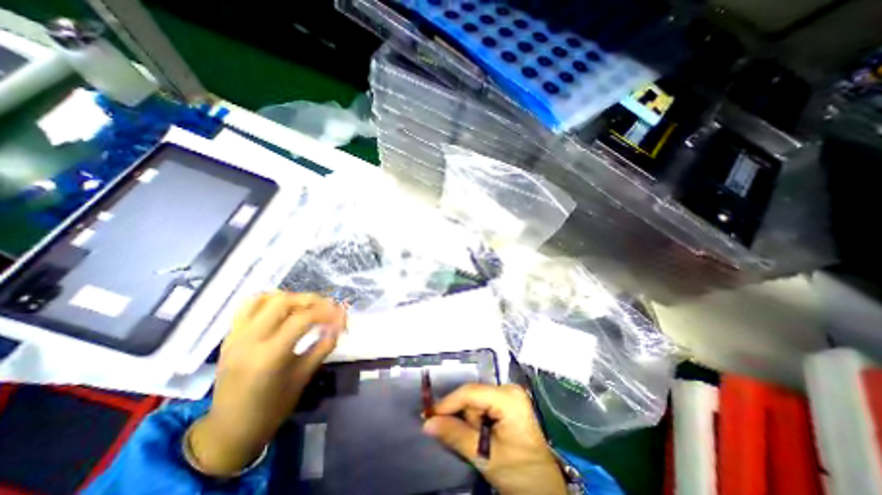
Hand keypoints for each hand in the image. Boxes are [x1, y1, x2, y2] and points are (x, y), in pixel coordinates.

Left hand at [188, 295, 345, 475]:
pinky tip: (283, 309)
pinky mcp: (229, 337)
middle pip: (283, 302)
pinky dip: (268, 300)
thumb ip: (323, 347)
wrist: (230, 430)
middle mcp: (249, 340)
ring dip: (290, 297)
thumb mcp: (304, 377)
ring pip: (264, 298)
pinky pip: (247, 306)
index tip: (341, 315)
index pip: (303, 319)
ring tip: (305, 307)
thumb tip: (339, 325)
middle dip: (310, 300)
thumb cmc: (272, 408)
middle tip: (327, 307)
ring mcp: (235, 336)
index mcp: (270, 355)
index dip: (327, 313)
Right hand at [424, 384, 568, 494]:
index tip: (428, 415)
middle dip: (462, 416)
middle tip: (458, 437)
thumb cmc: (519, 473)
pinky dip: (476, 420)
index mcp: (508, 397)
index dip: (448, 403)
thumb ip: (455, 435)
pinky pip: (482, 405)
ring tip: (479, 441)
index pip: (470, 393)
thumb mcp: (484, 455)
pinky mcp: (508, 402)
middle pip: (472, 396)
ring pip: (475, 401)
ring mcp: (509, 395)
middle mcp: (509, 389)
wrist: (542, 488)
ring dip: (470, 420)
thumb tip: (428, 423)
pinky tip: (482, 435)